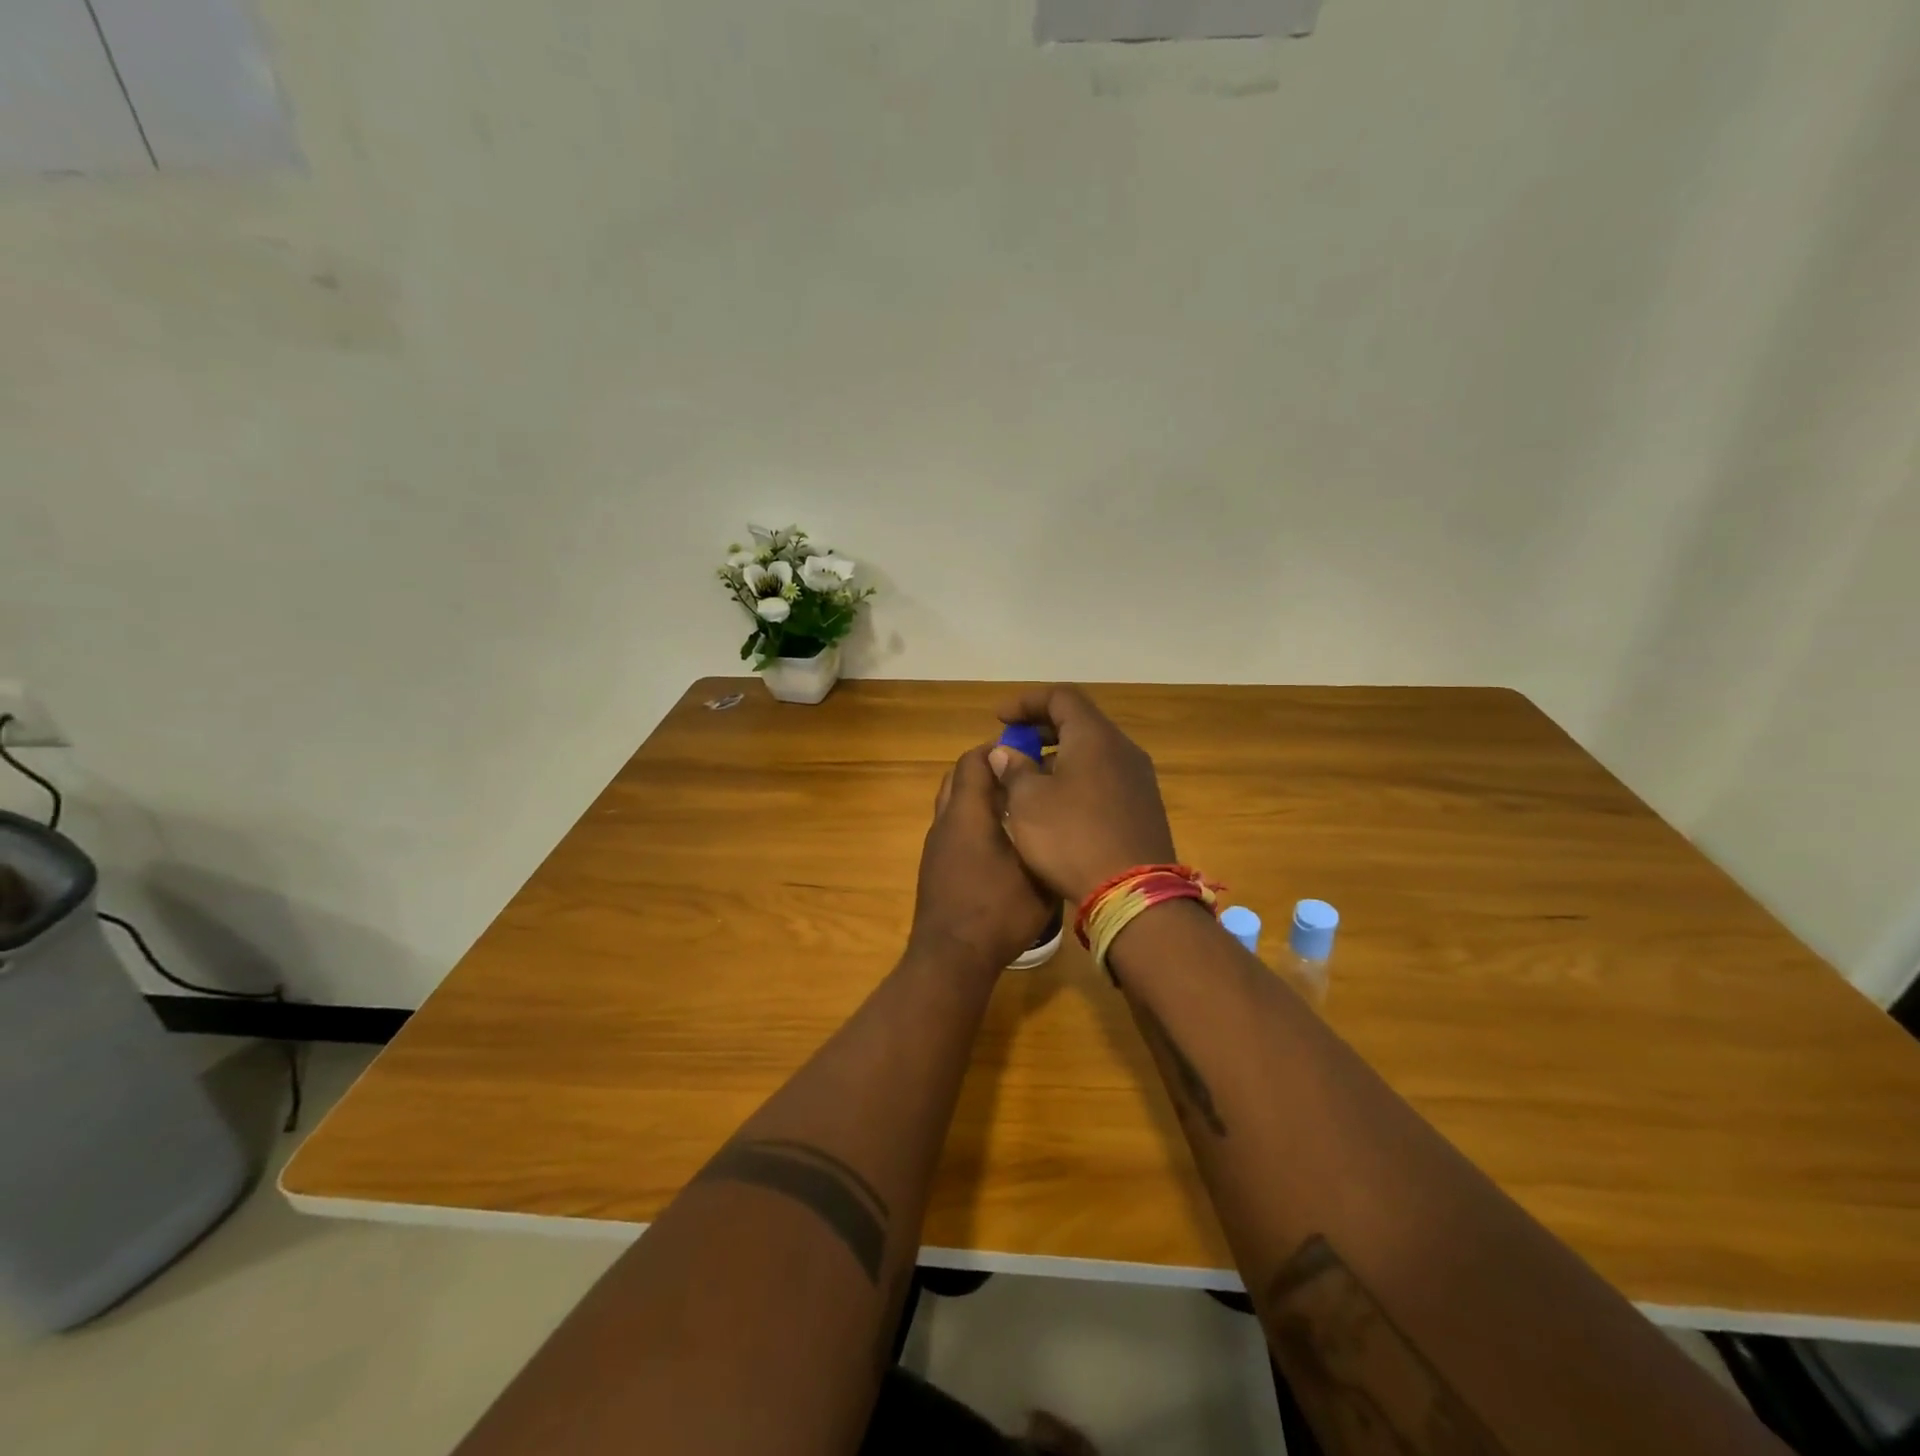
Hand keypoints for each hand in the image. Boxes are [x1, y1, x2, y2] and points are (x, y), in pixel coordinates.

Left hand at [909, 745, 1055, 972]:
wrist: (951, 959)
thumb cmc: (997, 912)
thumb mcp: (1037, 873)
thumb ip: (1044, 837)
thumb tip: (1055, 813)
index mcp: (967, 814)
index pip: (974, 761)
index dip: (999, 750)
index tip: (1029, 752)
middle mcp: (945, 822)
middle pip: (960, 778)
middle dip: (990, 772)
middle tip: (1025, 779)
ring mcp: (936, 847)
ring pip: (955, 805)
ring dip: (980, 798)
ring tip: (1018, 810)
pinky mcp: (935, 868)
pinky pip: (953, 830)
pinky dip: (974, 823)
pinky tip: (1002, 844)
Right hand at [989, 685, 1176, 904]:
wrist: (1134, 893)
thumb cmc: (1072, 838)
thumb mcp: (1028, 802)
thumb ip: (1014, 769)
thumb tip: (1005, 752)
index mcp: (1094, 737)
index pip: (1061, 697)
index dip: (1026, 701)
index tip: (999, 719)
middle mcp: (1122, 749)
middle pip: (1079, 722)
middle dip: (1041, 730)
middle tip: (1012, 747)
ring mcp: (1138, 779)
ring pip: (1093, 752)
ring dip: (1058, 757)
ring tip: (1028, 779)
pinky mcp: (1144, 807)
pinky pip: (1104, 777)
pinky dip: (1077, 778)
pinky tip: (1057, 806)